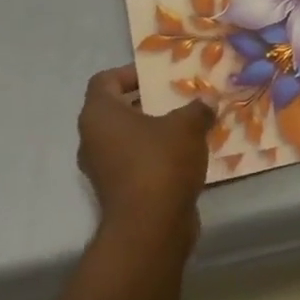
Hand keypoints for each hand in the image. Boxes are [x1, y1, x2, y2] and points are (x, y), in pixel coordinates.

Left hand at [77, 66, 215, 249]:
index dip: (129, 73)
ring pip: (126, 139)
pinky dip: (154, 156)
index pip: (105, 81)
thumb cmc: (161, 162)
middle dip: (146, 103)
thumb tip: (206, 102)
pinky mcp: (117, 191)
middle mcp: (92, 140)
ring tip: (186, 127)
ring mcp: (102, 169)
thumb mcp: (189, 125)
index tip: (158, 77)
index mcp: (99, 115)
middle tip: (177, 99)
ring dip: (152, 131)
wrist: (150, 226)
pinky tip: (184, 156)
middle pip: (115, 110)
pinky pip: (134, 162)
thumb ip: (197, 108)